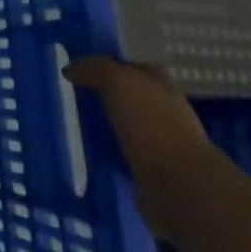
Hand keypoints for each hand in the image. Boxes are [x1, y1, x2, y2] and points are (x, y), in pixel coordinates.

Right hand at [65, 56, 213, 237]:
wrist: (179, 186)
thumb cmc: (152, 124)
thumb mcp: (119, 82)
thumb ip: (95, 69)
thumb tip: (70, 70)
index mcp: (164, 89)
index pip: (139, 69)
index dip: (115, 65)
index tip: (84, 68)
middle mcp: (166, 114)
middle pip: (133, 98)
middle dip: (107, 96)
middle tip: (72, 94)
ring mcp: (161, 146)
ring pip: (127, 127)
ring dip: (106, 125)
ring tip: (73, 122)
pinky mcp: (151, 173)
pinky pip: (122, 155)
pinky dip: (107, 152)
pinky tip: (86, 149)